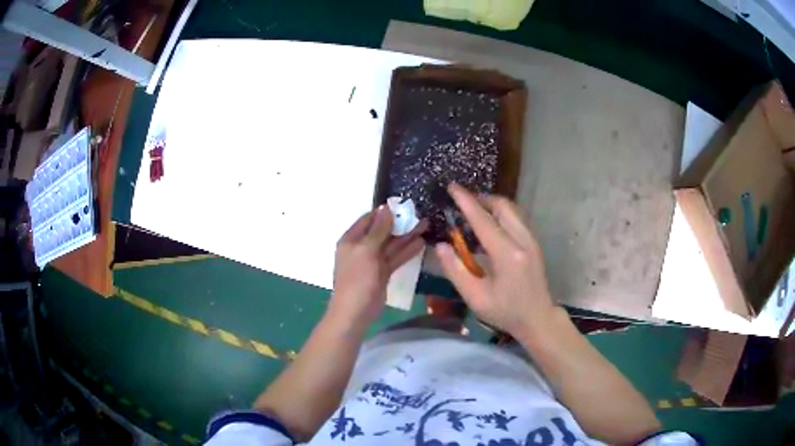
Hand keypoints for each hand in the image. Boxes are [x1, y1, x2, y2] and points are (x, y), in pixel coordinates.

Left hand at [329, 206, 427, 327]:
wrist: (355, 312)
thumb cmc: (357, 279)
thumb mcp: (366, 250)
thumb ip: (378, 229)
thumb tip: (386, 208)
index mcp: (352, 239)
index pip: (369, 219)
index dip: (384, 211)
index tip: (403, 204)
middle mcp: (362, 247)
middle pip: (382, 231)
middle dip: (400, 223)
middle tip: (420, 214)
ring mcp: (373, 261)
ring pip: (391, 244)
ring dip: (407, 235)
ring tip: (426, 225)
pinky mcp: (383, 273)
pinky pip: (395, 258)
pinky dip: (407, 251)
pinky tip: (421, 242)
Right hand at [435, 184, 556, 336]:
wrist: (538, 318)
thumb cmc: (505, 312)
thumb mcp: (475, 297)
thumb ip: (455, 270)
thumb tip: (441, 245)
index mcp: (507, 254)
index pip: (483, 220)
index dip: (466, 201)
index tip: (452, 187)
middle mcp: (523, 240)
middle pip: (502, 206)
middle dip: (481, 198)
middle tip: (463, 202)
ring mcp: (532, 240)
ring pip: (512, 209)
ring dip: (492, 205)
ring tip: (474, 211)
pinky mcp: (534, 243)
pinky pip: (517, 218)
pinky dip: (502, 214)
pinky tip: (491, 225)